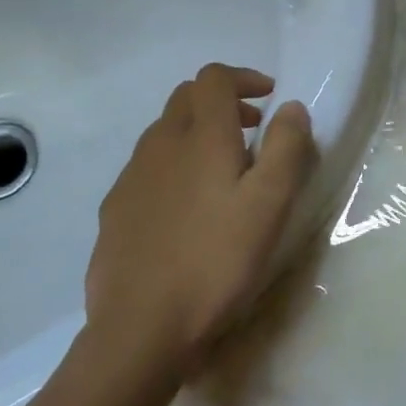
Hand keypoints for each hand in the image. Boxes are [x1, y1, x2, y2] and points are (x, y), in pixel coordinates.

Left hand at [84, 64, 317, 369]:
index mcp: (200, 137)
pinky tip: (188, 209)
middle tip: (253, 130)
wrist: (141, 327)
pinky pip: (148, 168)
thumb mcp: (269, 205)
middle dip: (222, 102)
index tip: (269, 98)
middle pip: (186, 99)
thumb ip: (286, 148)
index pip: (214, 79)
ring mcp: (131, 178)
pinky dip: (174, 166)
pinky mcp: (115, 210)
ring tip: (224, 171)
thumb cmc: (216, 261)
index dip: (243, 78)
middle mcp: (159, 145)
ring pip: (164, 133)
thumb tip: (291, 107)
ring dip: (197, 134)